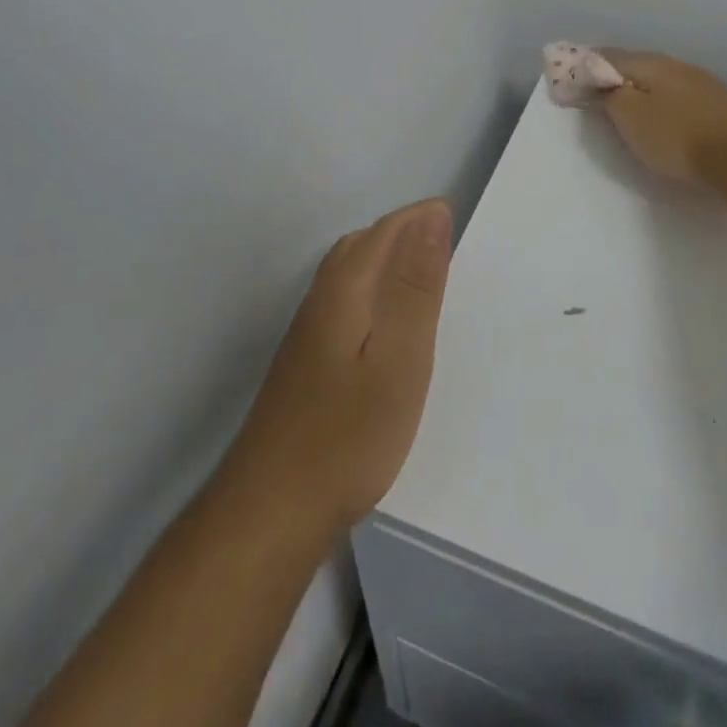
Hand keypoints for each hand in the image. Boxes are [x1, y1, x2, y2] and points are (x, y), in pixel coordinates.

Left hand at [220, 198, 453, 535]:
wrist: (270, 511)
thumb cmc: (348, 433)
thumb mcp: (400, 356)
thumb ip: (417, 285)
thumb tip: (434, 215)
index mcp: (345, 288)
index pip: (386, 231)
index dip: (421, 218)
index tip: (456, 217)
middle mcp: (320, 300)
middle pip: (362, 245)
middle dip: (403, 233)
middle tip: (446, 244)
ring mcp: (306, 334)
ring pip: (349, 274)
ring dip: (386, 262)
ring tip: (424, 278)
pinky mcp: (303, 365)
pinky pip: (343, 303)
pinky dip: (372, 294)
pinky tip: (385, 327)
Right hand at [596, 48, 726, 185]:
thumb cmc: (678, 136)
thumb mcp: (630, 117)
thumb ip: (609, 95)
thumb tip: (597, 78)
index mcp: (648, 63)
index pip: (607, 55)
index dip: (586, 65)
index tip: (571, 75)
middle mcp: (674, 64)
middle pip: (635, 64)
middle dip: (614, 74)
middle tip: (595, 89)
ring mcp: (699, 82)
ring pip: (659, 78)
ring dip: (639, 86)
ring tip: (626, 101)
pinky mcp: (717, 103)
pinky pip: (677, 93)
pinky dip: (661, 99)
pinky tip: (662, 111)